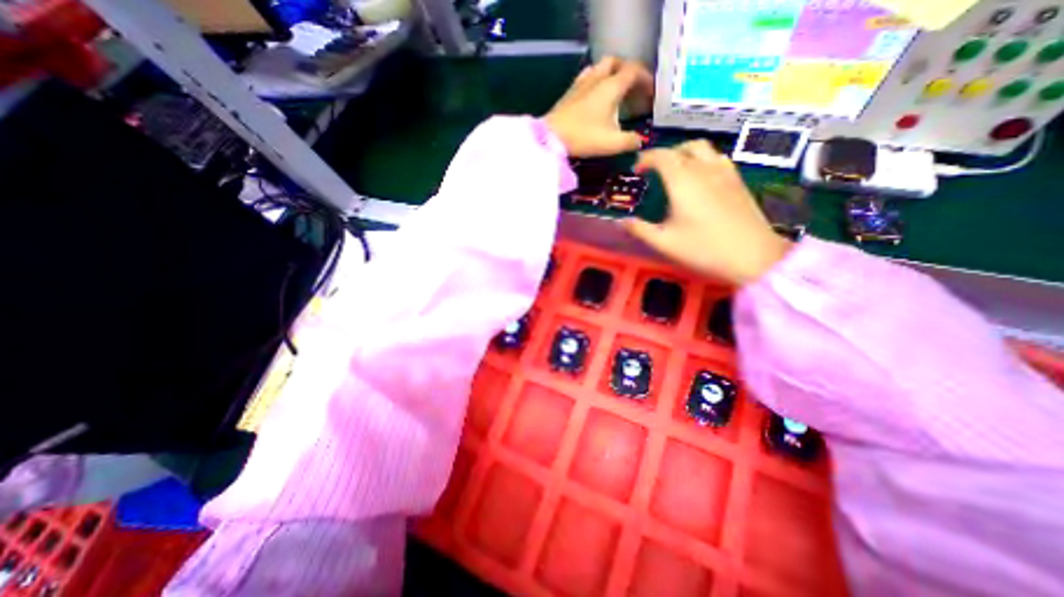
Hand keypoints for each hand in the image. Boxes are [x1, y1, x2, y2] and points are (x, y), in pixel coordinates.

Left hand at [543, 57, 651, 154]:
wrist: (551, 138)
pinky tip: (594, 96)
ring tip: (616, 91)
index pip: (634, 71)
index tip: (652, 92)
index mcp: (611, 86)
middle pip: (616, 62)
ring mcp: (580, 83)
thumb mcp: (612, 143)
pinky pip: (587, 77)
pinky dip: (596, 81)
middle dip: (628, 71)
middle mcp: (596, 78)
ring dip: (611, 74)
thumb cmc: (584, 137)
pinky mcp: (569, 93)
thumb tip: (641, 141)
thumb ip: (630, 141)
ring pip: (600, 67)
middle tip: (634, 87)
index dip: (646, 78)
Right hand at [626, 142, 787, 285]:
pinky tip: (700, 180)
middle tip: (655, 171)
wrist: (753, 256)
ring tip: (676, 172)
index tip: (636, 171)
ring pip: (704, 149)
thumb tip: (620, 221)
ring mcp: (725, 173)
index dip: (646, 159)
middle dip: (665, 154)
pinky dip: (703, 161)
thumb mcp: (664, 242)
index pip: (662, 156)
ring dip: (685, 154)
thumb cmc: (703, 249)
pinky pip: (717, 159)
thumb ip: (640, 229)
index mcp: (683, 181)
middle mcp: (704, 169)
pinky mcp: (738, 181)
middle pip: (684, 147)